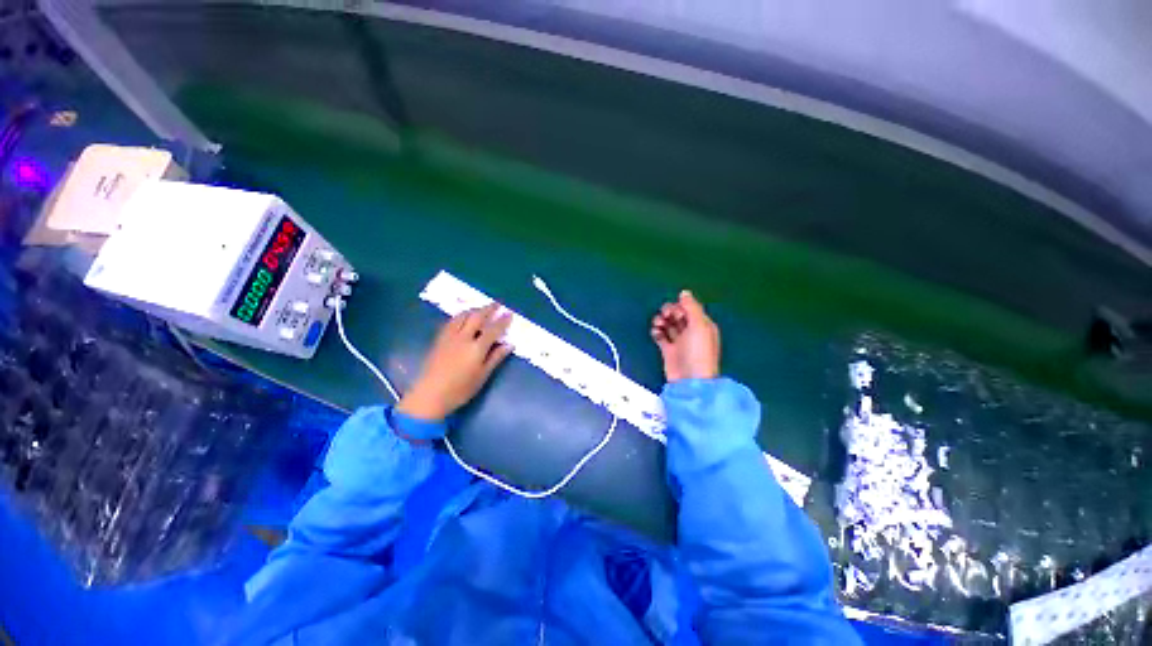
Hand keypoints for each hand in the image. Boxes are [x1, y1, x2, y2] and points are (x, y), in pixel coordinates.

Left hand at [398, 303, 512, 420]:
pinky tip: (463, 318)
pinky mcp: (439, 339)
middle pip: (477, 317)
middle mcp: (463, 337)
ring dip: (474, 310)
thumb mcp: (483, 375)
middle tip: (497, 304)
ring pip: (462, 316)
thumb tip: (509, 344)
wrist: (430, 395)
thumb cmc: (460, 389)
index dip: (502, 321)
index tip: (509, 313)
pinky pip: (451, 321)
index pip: (493, 329)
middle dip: (488, 309)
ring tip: (481, 308)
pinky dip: (461, 316)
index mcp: (476, 348)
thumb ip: (496, 357)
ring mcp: (449, 337)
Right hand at [650, 290, 720, 382]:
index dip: (680, 306)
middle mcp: (691, 332)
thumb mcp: (699, 326)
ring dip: (661, 321)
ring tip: (658, 325)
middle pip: (677, 315)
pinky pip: (660, 336)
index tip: (674, 311)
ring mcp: (679, 342)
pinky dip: (656, 332)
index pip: (689, 309)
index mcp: (702, 325)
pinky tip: (655, 332)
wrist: (689, 380)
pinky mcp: (668, 350)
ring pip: (668, 324)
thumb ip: (691, 307)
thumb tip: (684, 292)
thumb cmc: (697, 351)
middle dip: (669, 312)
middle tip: (665, 316)